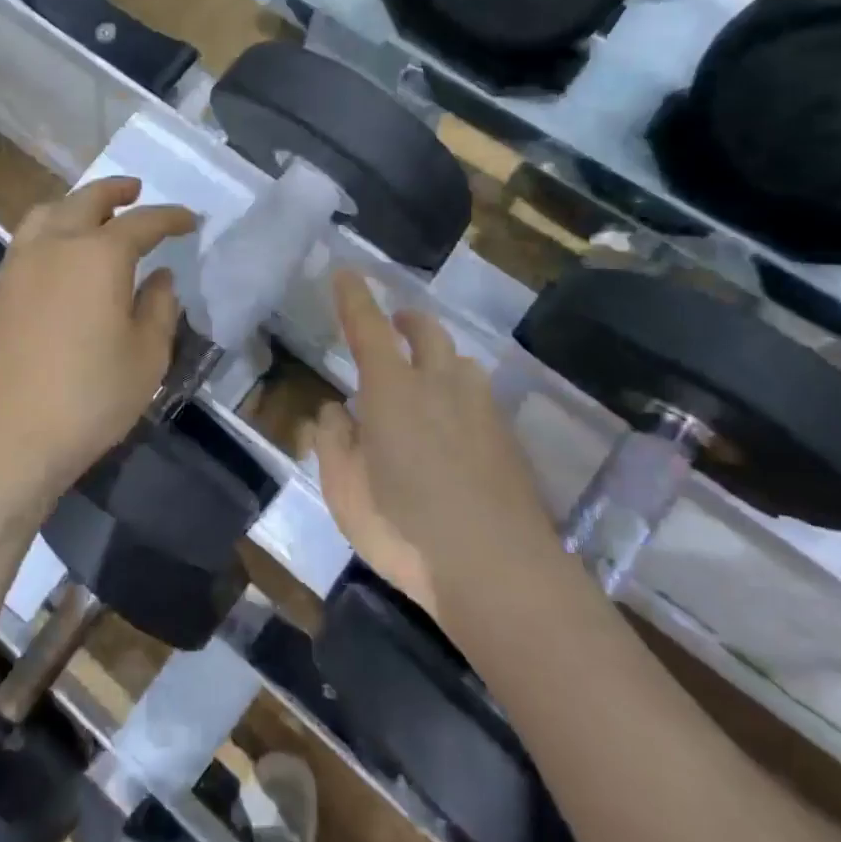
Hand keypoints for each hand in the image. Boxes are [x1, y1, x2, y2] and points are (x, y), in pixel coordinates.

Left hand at [0, 177, 195, 486]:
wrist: (6, 439)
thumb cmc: (90, 398)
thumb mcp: (147, 357)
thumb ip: (158, 307)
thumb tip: (158, 277)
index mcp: (99, 256)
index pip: (142, 222)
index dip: (170, 217)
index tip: (189, 220)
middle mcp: (54, 246)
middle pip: (86, 200)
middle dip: (116, 191)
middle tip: (135, 190)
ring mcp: (16, 266)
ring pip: (45, 214)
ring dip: (74, 205)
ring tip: (91, 214)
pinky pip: (24, 243)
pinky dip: (48, 233)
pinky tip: (56, 259)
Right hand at [303, 272, 547, 614]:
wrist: (498, 569)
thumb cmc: (405, 526)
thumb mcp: (344, 489)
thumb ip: (333, 440)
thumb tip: (335, 410)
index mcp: (392, 390)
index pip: (368, 327)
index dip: (354, 298)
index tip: (347, 272)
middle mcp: (440, 385)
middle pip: (426, 332)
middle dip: (408, 319)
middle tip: (396, 322)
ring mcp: (481, 410)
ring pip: (460, 361)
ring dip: (439, 355)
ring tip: (427, 374)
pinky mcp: (507, 440)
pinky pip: (480, 397)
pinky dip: (461, 394)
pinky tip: (456, 426)